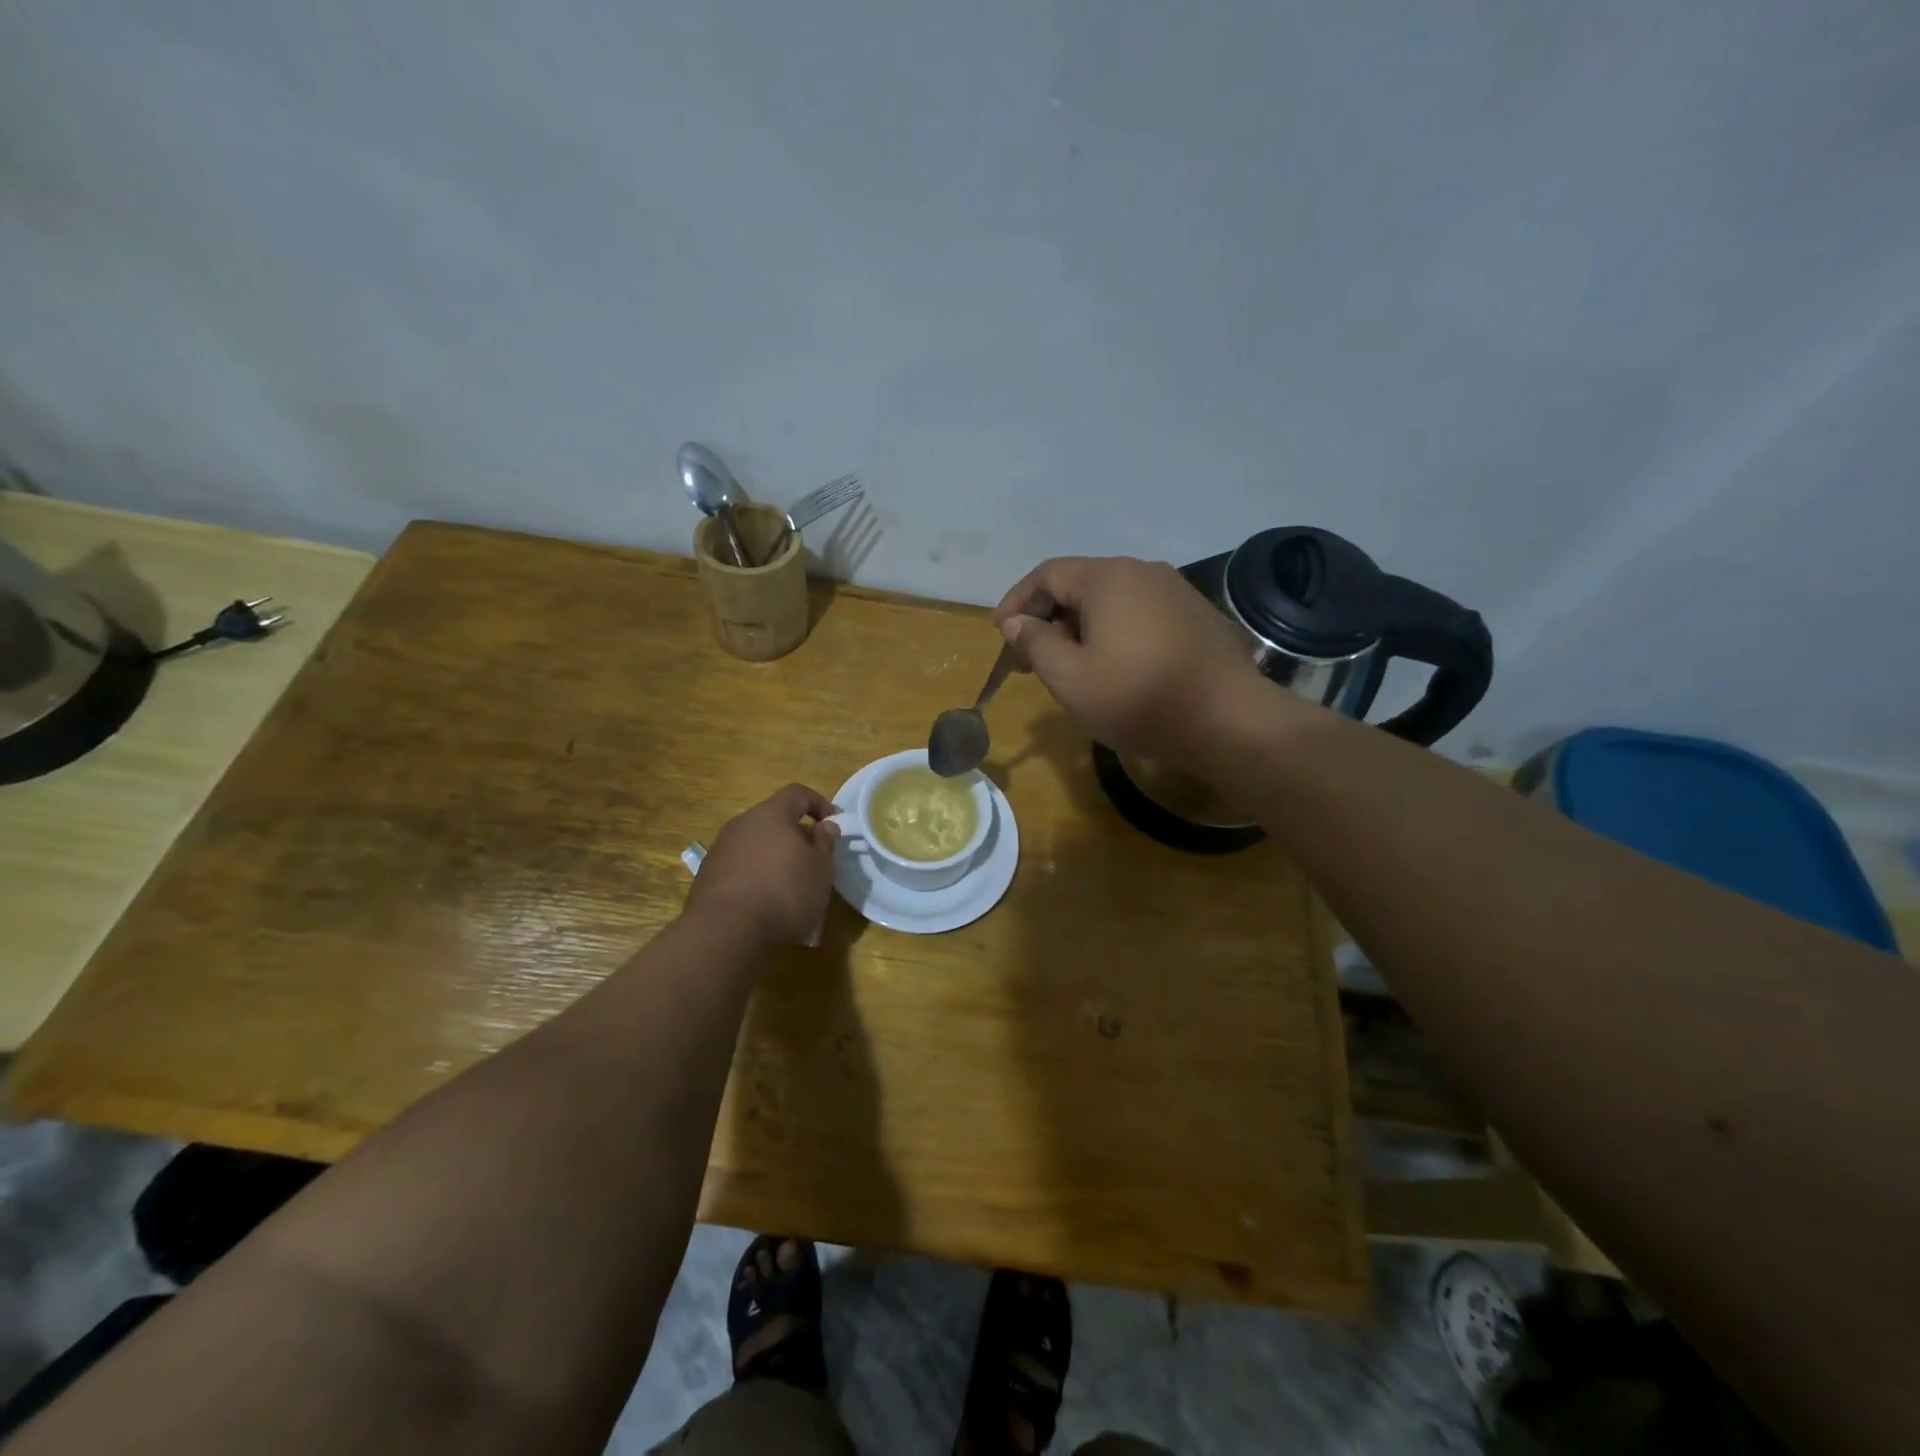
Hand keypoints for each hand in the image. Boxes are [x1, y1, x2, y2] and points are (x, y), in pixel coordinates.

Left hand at [687, 784, 840, 948]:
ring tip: (789, 885)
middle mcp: (741, 824)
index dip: (818, 803)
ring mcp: (720, 849)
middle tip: (812, 858)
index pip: (797, 793)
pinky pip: (739, 866)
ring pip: (755, 844)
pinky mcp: (707, 876)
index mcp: (771, 814)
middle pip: (773, 819)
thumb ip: (824, 843)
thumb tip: (825, 826)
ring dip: (773, 857)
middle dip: (795, 834)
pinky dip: (755, 876)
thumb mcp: (820, 870)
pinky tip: (765, 902)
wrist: (725, 931)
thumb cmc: (784, 893)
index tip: (833, 823)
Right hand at [993, 557, 1267, 764]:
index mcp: (1108, 578)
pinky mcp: (1195, 616)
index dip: (1016, 602)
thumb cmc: (1139, 698)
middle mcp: (1143, 572)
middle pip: (1080, 585)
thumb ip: (1036, 644)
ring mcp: (1175, 592)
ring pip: (1110, 602)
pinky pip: (1139, 615)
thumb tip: (1017, 622)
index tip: (1001, 635)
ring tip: (1070, 669)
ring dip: (1080, 629)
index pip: (1047, 575)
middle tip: (1031, 661)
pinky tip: (1114, 669)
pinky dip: (1113, 634)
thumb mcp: (1070, 679)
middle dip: (1048, 619)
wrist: (1229, 720)